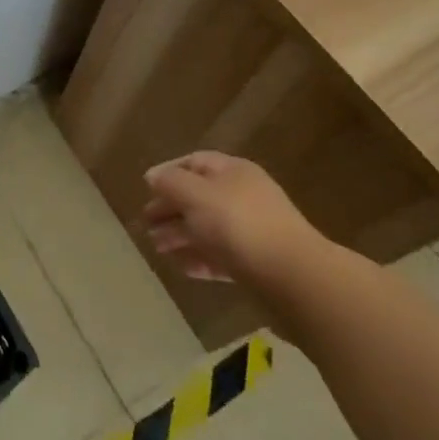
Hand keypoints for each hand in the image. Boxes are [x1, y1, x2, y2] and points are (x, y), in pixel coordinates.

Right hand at [141, 151, 327, 294]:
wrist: (293, 277)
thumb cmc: (238, 224)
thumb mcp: (195, 195)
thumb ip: (170, 182)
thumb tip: (153, 176)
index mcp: (233, 171)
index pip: (195, 162)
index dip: (168, 172)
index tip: (146, 188)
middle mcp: (243, 196)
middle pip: (199, 197)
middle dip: (170, 208)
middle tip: (146, 223)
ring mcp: (252, 231)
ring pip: (208, 228)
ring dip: (180, 236)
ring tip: (157, 248)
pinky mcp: (257, 263)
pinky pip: (221, 256)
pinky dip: (199, 259)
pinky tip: (182, 268)